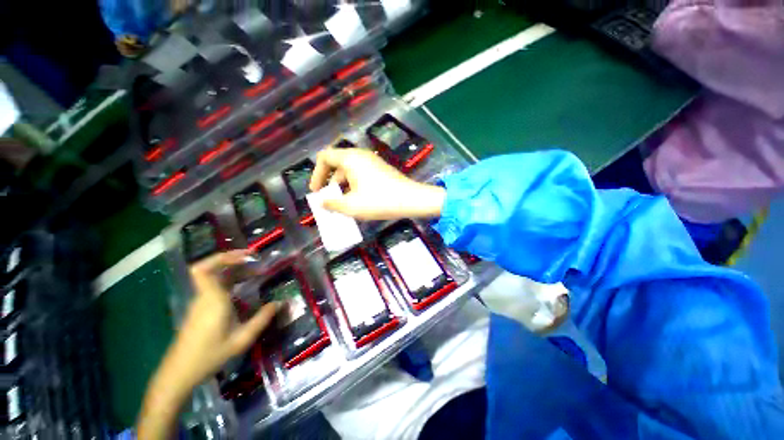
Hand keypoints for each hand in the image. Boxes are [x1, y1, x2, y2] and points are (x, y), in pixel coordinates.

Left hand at [138, 250, 277, 438]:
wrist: (179, 374)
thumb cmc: (210, 356)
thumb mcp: (241, 339)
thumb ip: (262, 319)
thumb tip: (280, 303)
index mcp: (212, 300)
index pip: (204, 269)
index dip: (222, 257)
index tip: (245, 256)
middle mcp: (204, 297)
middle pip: (212, 269)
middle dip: (234, 260)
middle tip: (256, 259)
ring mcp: (201, 302)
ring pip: (215, 277)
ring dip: (234, 270)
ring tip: (255, 271)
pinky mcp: (200, 309)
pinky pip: (215, 287)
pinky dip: (230, 280)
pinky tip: (243, 286)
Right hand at [309, 148, 445, 219]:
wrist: (411, 200)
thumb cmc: (379, 201)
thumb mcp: (352, 206)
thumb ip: (332, 204)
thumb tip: (322, 202)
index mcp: (351, 158)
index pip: (325, 157)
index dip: (316, 174)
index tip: (316, 191)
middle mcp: (361, 156)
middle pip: (337, 164)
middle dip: (330, 183)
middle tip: (329, 200)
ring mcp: (372, 162)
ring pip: (350, 171)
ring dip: (342, 187)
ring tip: (343, 204)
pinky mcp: (380, 170)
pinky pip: (361, 175)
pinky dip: (354, 186)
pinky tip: (358, 201)